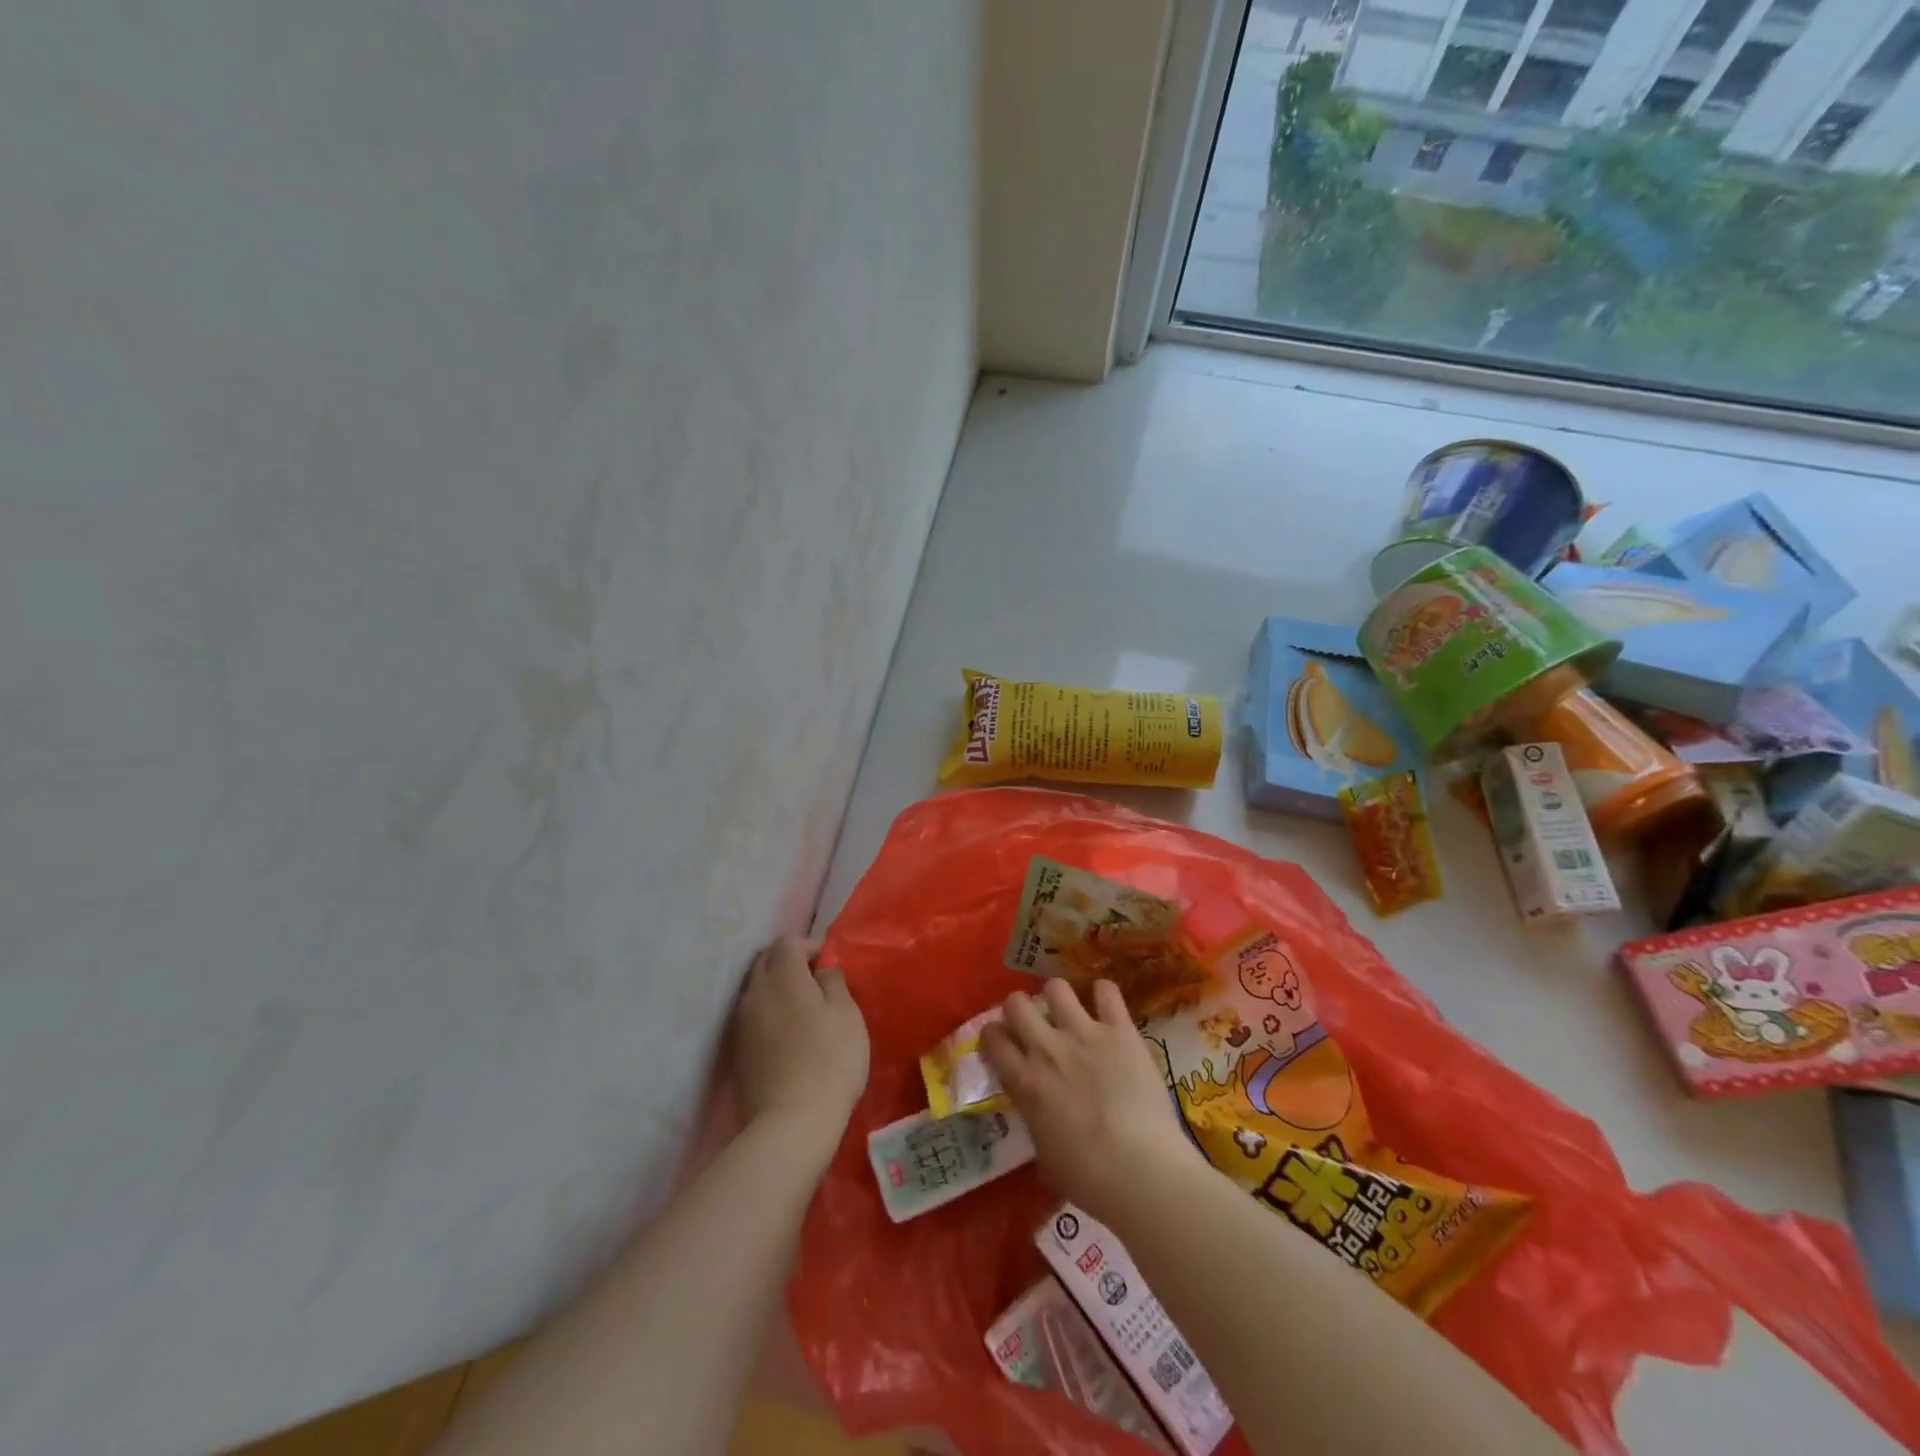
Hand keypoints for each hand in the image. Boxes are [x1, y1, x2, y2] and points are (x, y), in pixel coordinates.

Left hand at [730, 936, 869, 1156]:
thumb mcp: (847, 1015)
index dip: (810, 946)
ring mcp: (741, 1024)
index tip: (829, 967)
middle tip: (816, 984)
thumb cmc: (829, 1061)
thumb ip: (833, 982)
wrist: (790, 1124)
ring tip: (803, 1010)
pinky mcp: (737, 1052)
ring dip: (777, 989)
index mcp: (783, 977)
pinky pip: (752, 1016)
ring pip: (756, 989)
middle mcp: (755, 993)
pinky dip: (768, 1014)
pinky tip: (788, 1036)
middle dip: (789, 962)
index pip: (787, 942)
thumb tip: (820, 971)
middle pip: (765, 961)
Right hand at [981, 979, 1202, 1227]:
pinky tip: (1106, 1006)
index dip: (994, 1035)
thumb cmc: (1089, 1178)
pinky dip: (1104, 995)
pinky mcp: (1120, 1030)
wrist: (1140, 1170)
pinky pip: (1107, 992)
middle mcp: (1047, 1048)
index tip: (1003, 1041)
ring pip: (1056, 988)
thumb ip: (1035, 1119)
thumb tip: (1037, 1111)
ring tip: (1068, 1011)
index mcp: (1025, 1081)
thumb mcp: (1044, 1155)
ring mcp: (1084, 1034)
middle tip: (1034, 1024)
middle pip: (1016, 1003)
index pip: (991, 1038)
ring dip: (1058, 998)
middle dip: (1020, 1009)